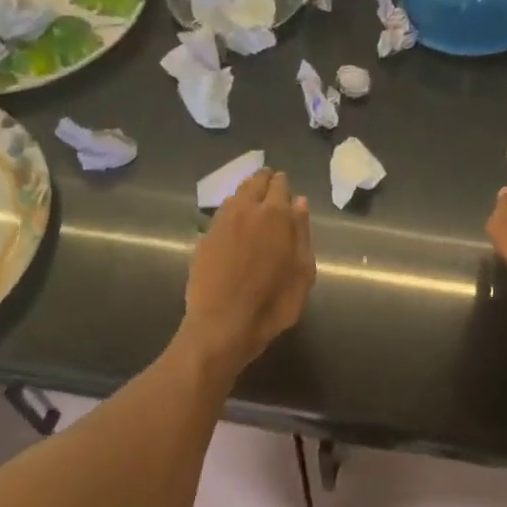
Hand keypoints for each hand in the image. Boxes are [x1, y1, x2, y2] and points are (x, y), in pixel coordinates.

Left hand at [181, 170, 315, 374]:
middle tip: (269, 183)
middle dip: (263, 181)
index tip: (285, 184)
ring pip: (234, 196)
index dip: (283, 183)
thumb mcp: (302, 272)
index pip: (279, 185)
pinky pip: (221, 215)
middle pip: (253, 184)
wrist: (222, 326)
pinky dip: (231, 212)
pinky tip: (235, 224)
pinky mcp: (203, 240)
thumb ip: (301, 233)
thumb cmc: (273, 303)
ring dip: (245, 193)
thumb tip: (299, 203)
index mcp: (275, 215)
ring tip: (253, 201)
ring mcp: (220, 223)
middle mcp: (245, 210)